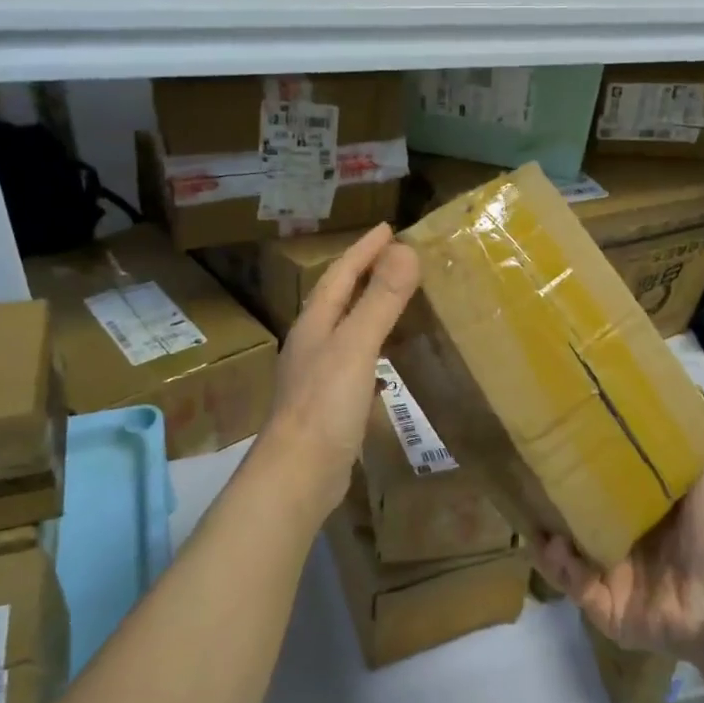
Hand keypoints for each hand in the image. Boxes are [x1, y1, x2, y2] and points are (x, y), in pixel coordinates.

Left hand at [250, 223, 419, 524]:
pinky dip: (374, 349)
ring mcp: (318, 376)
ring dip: (369, 311)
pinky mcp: (329, 405)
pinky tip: (388, 361)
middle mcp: (312, 344)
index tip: (388, 227)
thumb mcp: (356, 346)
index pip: (340, 274)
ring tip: (397, 301)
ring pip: (347, 330)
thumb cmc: (324, 406)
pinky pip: (356, 362)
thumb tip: (405, 250)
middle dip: (365, 275)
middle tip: (397, 258)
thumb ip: (380, 300)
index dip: (364, 250)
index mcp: (315, 324)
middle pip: (339, 299)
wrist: (297, 475)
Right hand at [530, 468, 703, 659]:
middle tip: (531, 490)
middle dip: (553, 514)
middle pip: (576, 530)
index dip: (579, 483)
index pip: (601, 500)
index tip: (557, 458)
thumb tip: (662, 412)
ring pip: (567, 561)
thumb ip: (679, 456)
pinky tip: (555, 548)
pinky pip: (575, 588)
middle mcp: (623, 551)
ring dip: (549, 543)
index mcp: (643, 523)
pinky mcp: (606, 610)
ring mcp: (612, 582)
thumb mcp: (702, 485)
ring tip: (537, 524)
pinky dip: (562, 570)